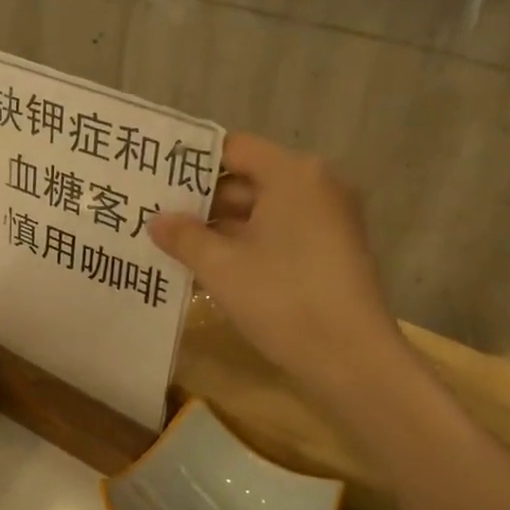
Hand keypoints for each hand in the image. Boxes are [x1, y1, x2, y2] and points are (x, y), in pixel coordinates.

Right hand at [149, 133, 405, 395]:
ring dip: (222, 226)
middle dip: (203, 200)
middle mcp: (316, 185)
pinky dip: (249, 242)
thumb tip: (157, 220)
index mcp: (293, 174)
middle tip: (158, 215)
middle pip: (249, 178)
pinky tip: (212, 265)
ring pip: (263, 209)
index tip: (158, 180)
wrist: (352, 360)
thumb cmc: (283, 299)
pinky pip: (281, 231)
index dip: (192, 163)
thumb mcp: (220, 267)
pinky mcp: (333, 249)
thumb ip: (184, 236)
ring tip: (176, 243)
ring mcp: (329, 218)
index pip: (234, 149)